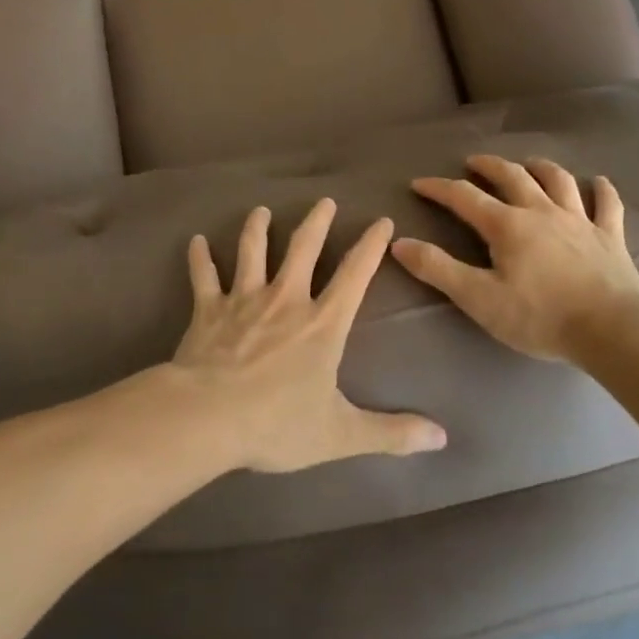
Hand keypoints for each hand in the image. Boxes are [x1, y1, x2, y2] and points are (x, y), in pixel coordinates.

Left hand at [174, 199, 447, 472]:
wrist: (208, 417)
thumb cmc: (277, 424)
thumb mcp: (341, 435)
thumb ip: (391, 433)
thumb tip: (442, 437)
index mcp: (322, 324)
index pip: (354, 275)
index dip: (371, 246)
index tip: (382, 221)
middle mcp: (285, 300)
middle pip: (303, 249)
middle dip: (317, 222)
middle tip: (325, 201)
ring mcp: (243, 299)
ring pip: (252, 250)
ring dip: (257, 228)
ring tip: (261, 210)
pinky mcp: (208, 309)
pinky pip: (203, 275)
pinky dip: (199, 257)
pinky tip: (196, 241)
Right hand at [391, 154, 638, 364]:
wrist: (611, 330)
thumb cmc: (540, 316)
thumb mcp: (478, 298)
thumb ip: (438, 269)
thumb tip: (399, 243)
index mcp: (507, 225)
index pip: (464, 197)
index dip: (439, 188)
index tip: (419, 184)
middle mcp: (541, 211)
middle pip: (512, 177)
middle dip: (488, 166)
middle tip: (473, 162)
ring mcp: (579, 221)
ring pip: (558, 181)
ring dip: (540, 168)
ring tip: (529, 163)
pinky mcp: (610, 236)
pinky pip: (607, 205)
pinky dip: (602, 190)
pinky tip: (599, 182)